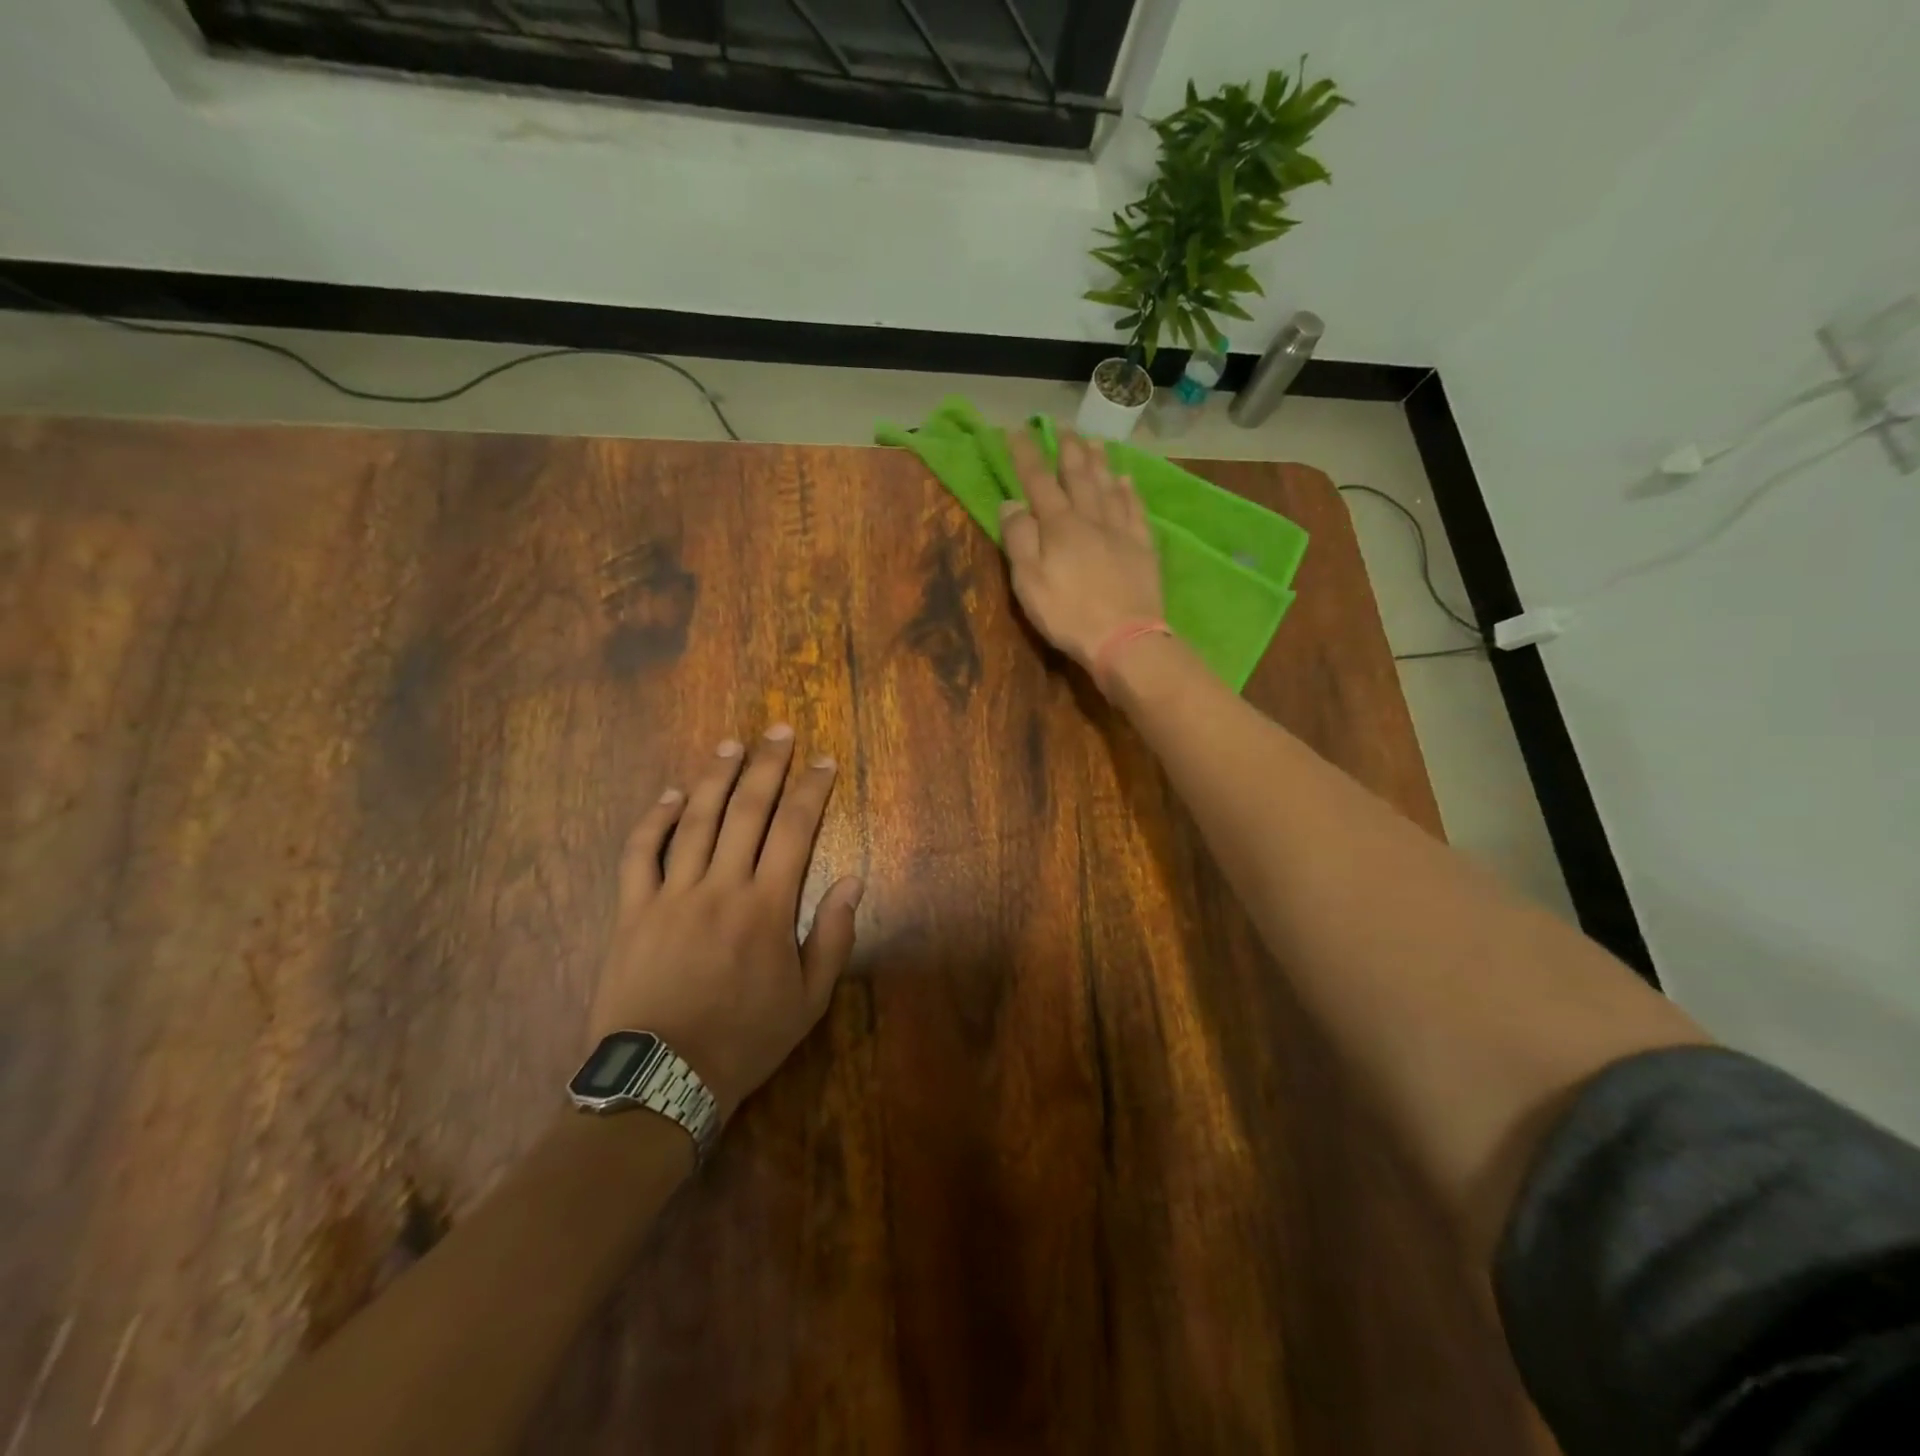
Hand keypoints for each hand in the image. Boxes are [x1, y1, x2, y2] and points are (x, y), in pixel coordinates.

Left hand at [588, 725, 863, 1120]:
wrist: (662, 1079)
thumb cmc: (745, 1039)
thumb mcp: (809, 1000)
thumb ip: (833, 936)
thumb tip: (854, 880)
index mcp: (767, 906)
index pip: (795, 830)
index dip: (812, 790)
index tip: (824, 761)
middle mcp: (721, 886)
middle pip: (747, 811)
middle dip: (767, 765)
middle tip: (779, 729)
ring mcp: (671, 894)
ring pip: (694, 820)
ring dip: (715, 778)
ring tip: (731, 745)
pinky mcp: (632, 910)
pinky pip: (639, 853)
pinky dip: (654, 819)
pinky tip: (670, 794)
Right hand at [1000, 430, 1164, 675]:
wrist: (1124, 638)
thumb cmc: (1068, 614)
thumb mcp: (1029, 582)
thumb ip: (1019, 539)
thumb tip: (1011, 502)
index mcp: (1059, 526)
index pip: (1038, 481)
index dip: (1026, 455)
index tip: (1017, 431)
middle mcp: (1090, 518)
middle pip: (1078, 476)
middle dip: (1067, 450)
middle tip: (1063, 428)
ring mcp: (1120, 531)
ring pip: (1108, 486)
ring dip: (1099, 462)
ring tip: (1093, 441)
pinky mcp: (1142, 548)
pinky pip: (1135, 510)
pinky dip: (1129, 492)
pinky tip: (1126, 481)